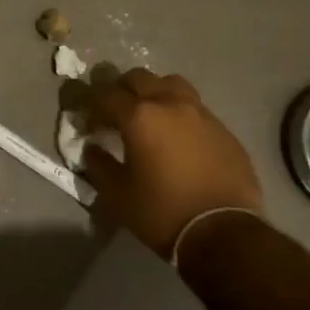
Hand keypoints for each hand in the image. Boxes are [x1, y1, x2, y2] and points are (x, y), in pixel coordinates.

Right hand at [81, 68, 263, 255]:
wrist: (223, 231)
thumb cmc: (161, 211)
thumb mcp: (117, 193)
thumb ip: (98, 164)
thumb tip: (92, 148)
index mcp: (139, 116)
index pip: (105, 94)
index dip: (90, 105)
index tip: (86, 122)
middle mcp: (170, 104)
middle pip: (139, 78)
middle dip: (120, 90)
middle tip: (113, 113)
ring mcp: (200, 113)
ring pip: (170, 84)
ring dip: (153, 92)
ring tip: (148, 115)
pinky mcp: (223, 128)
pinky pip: (194, 107)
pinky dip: (178, 112)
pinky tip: (176, 137)